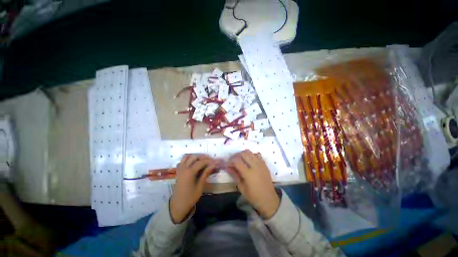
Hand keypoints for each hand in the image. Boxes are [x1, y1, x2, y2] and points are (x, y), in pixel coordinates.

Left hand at [169, 154, 217, 222]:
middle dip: (203, 157)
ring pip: (187, 156)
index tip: (216, 161)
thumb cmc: (190, 197)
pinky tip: (193, 162)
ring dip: (196, 156)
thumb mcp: (200, 186)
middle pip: (194, 157)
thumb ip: (206, 173)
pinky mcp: (178, 171)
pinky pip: (182, 160)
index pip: (201, 162)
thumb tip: (214, 165)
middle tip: (211, 160)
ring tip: (203, 160)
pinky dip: (188, 158)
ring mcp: (180, 169)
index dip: (209, 161)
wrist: (178, 205)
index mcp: (189, 172)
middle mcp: (184, 168)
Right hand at [227, 150, 279, 218]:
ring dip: (244, 154)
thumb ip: (234, 175)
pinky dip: (251, 155)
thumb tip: (227, 167)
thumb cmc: (253, 197)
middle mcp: (255, 166)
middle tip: (234, 160)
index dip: (231, 160)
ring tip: (241, 160)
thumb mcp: (241, 188)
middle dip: (237, 155)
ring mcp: (261, 164)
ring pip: (250, 152)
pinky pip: (257, 155)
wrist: (269, 200)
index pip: (237, 160)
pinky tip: (249, 160)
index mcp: (248, 174)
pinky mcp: (265, 164)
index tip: (228, 163)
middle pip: (244, 153)